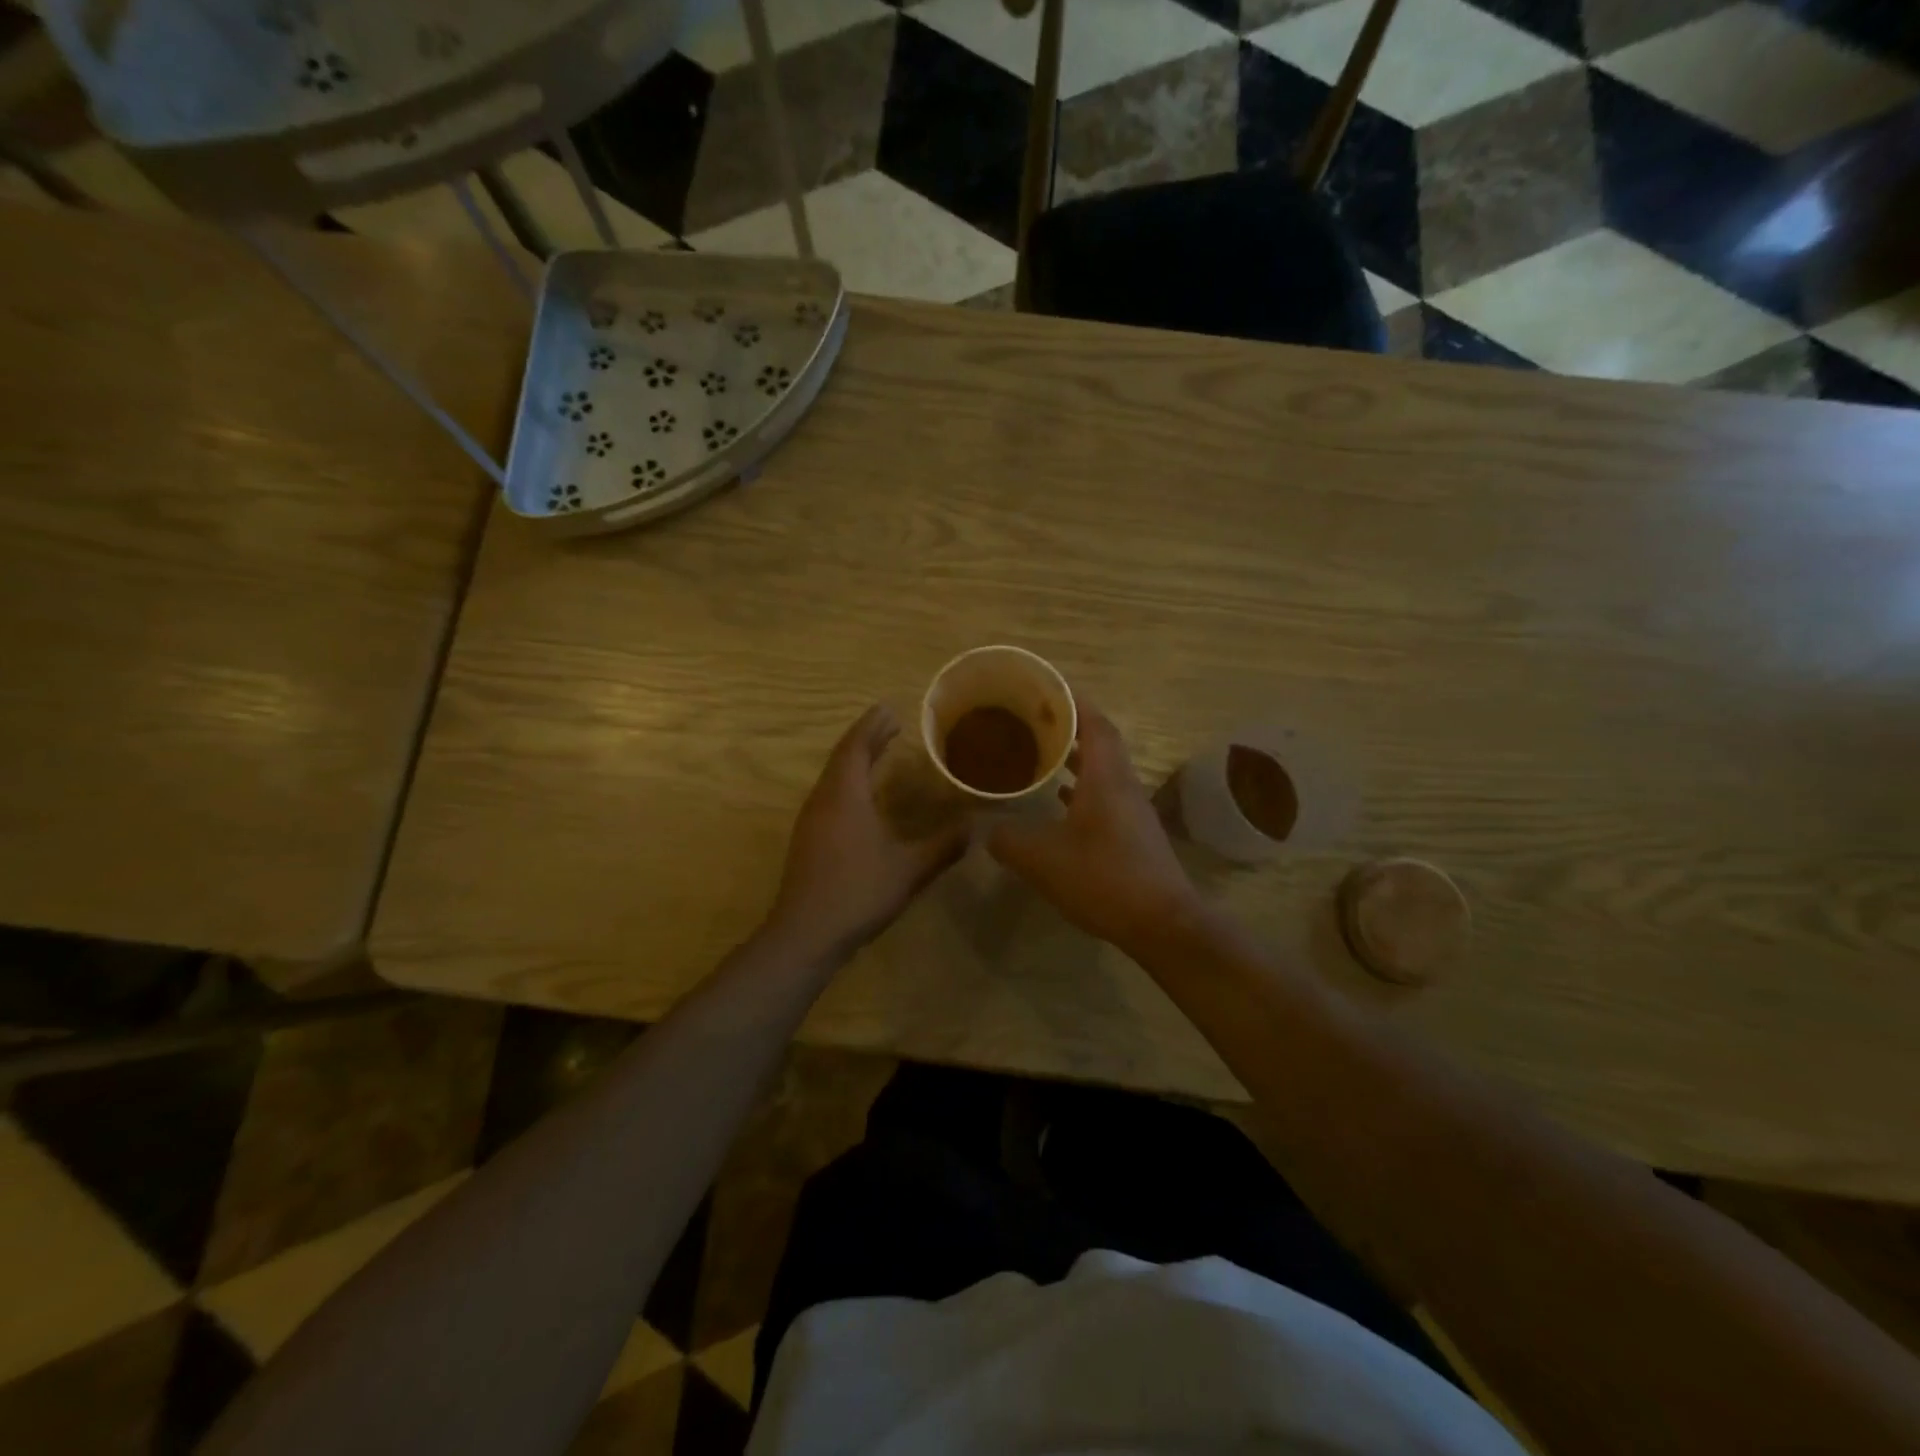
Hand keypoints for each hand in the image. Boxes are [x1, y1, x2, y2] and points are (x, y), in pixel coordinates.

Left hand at [764, 704, 969, 963]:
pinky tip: (863, 797)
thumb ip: (943, 845)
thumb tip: (977, 826)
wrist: (805, 934)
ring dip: (856, 760)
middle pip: (842, 757)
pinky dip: (848, 782)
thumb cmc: (858, 893)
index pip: (856, 746)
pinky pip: (829, 794)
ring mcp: (811, 820)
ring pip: (833, 777)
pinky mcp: (808, 839)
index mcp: (844, 796)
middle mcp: (823, 800)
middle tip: (891, 725)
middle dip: (866, 738)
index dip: (872, 726)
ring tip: (880, 753)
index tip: (890, 709)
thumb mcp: (909, 869)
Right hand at [987, 705, 1204, 952]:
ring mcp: (1132, 811)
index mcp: (1105, 777)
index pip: (1094, 723)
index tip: (1046, 688)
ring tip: (1040, 754)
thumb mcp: (1042, 859)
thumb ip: (1008, 839)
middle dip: (1069, 726)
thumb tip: (985, 830)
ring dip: (1075, 759)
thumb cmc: (1103, 878)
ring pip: (1103, 771)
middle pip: (1100, 742)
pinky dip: (1081, 790)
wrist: (1161, 923)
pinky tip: (1059, 804)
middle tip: (1033, 720)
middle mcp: (1123, 785)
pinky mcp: (1134, 835)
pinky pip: (1105, 797)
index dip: (1072, 701)